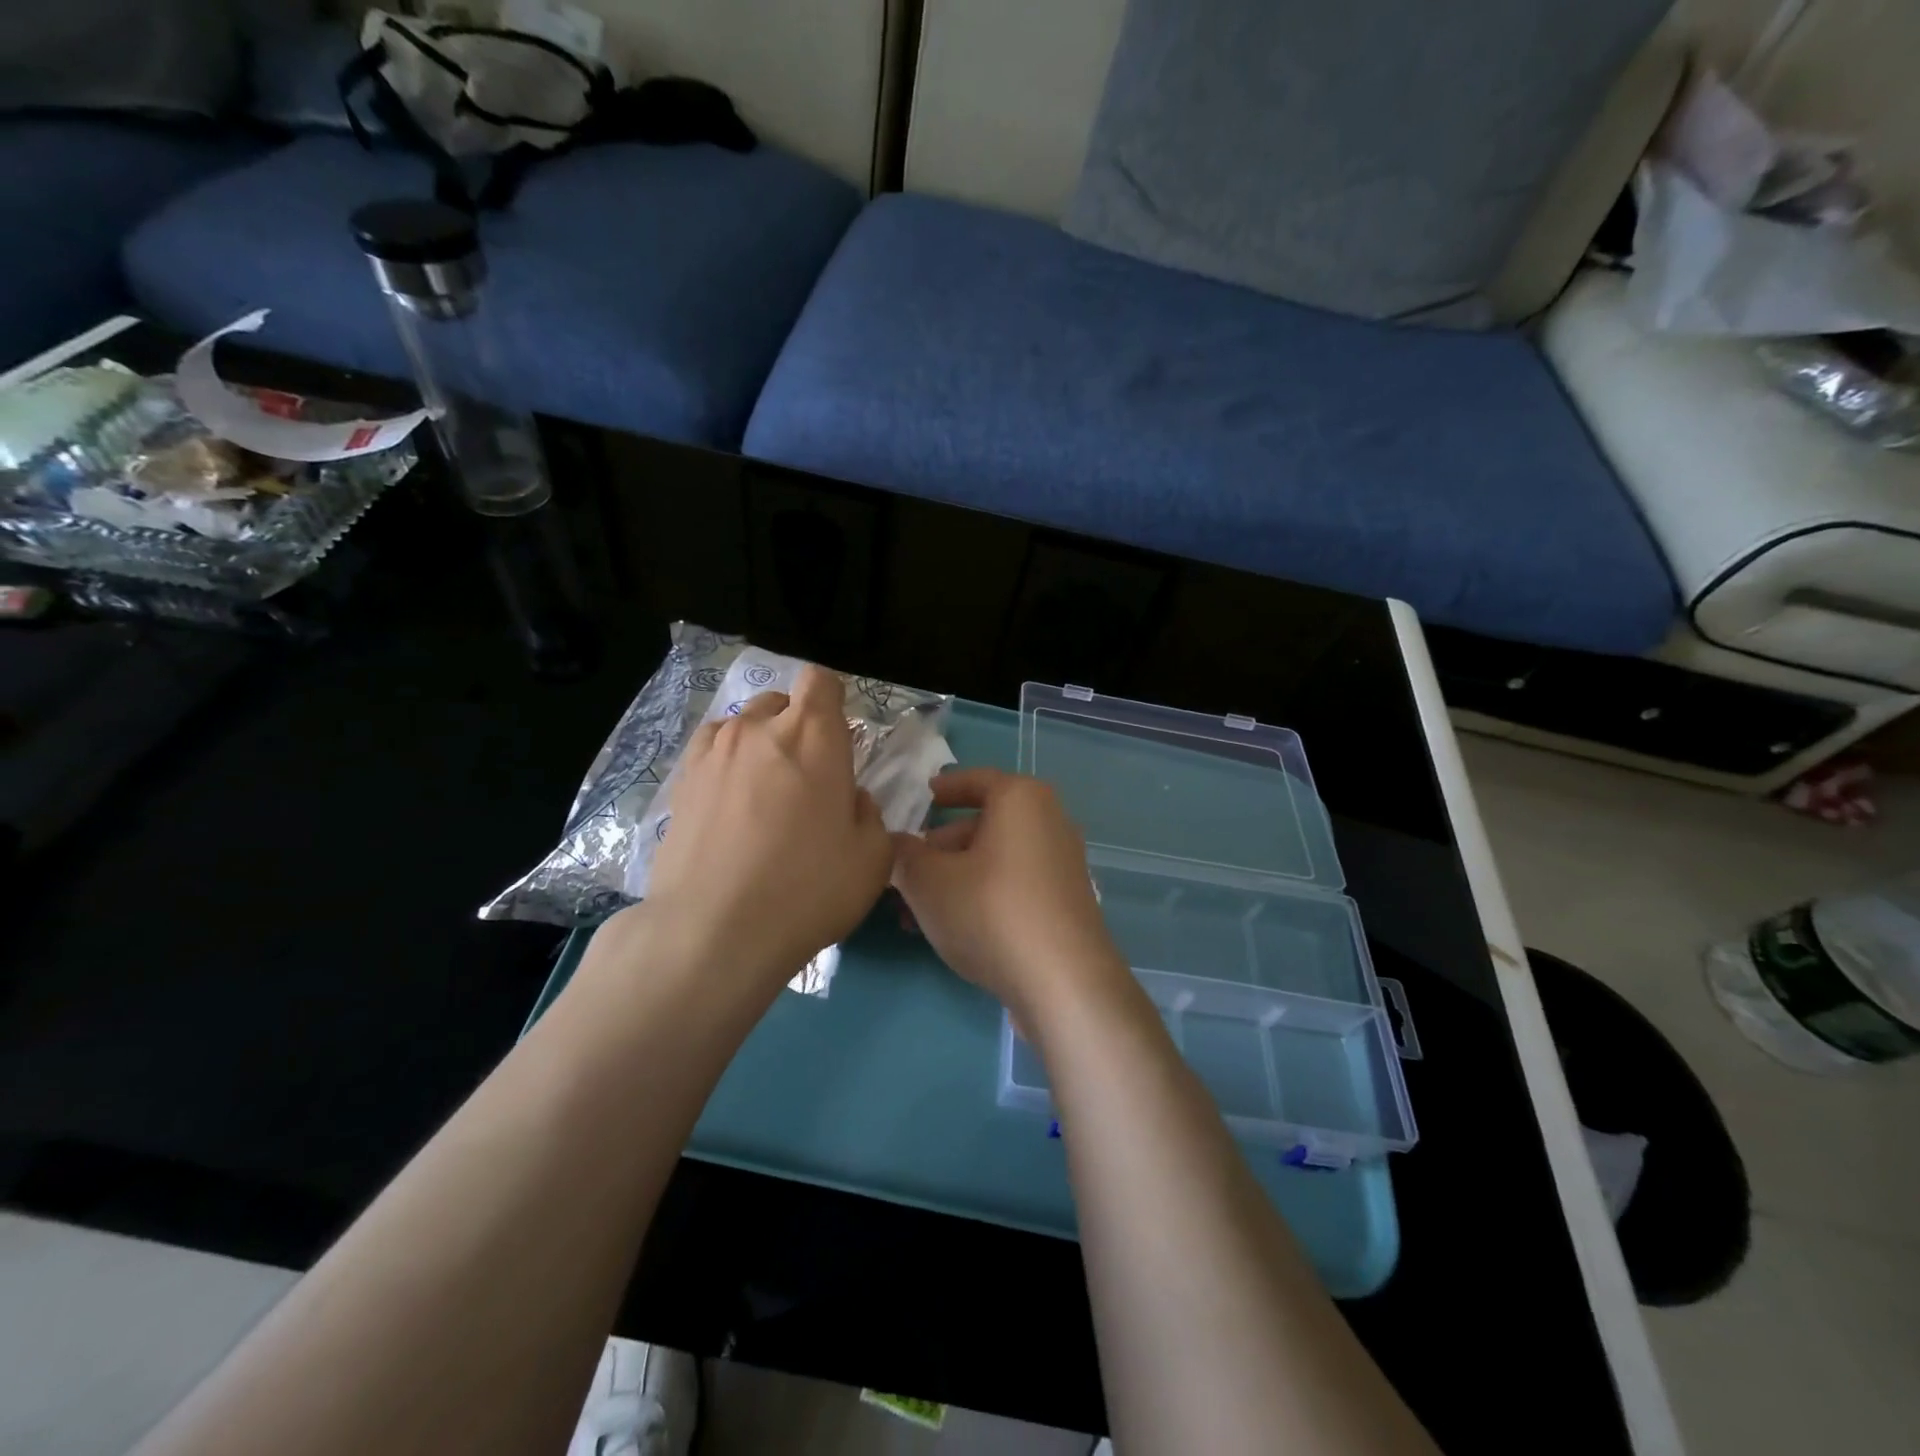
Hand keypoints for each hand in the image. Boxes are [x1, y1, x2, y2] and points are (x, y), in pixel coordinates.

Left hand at [600, 664, 894, 998]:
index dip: (833, 702)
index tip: (839, 740)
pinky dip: (724, 766)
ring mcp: (711, 753)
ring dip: (758, 745)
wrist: (713, 931)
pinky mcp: (680, 783)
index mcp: (813, 735)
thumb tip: (848, 799)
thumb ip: (868, 813)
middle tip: (806, 776)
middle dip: (797, 726)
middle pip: (780, 701)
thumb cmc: (807, 888)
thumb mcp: (872, 857)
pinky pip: (710, 754)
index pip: (821, 681)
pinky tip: (729, 806)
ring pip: (741, 726)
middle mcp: (758, 729)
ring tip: (763, 792)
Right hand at [891, 768, 1129, 1024]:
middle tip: (903, 872)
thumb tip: (893, 843)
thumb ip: (903, 855)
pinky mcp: (1065, 902)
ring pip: (994, 860)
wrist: (1062, 982)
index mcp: (1021, 799)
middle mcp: (1049, 821)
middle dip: (938, 849)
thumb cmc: (990, 911)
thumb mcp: (928, 881)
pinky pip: (1013, 885)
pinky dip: (980, 894)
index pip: (975, 781)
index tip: (922, 796)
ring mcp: (1061, 864)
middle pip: (982, 825)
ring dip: (952, 879)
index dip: (944, 789)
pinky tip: (949, 928)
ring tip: (912, 912)